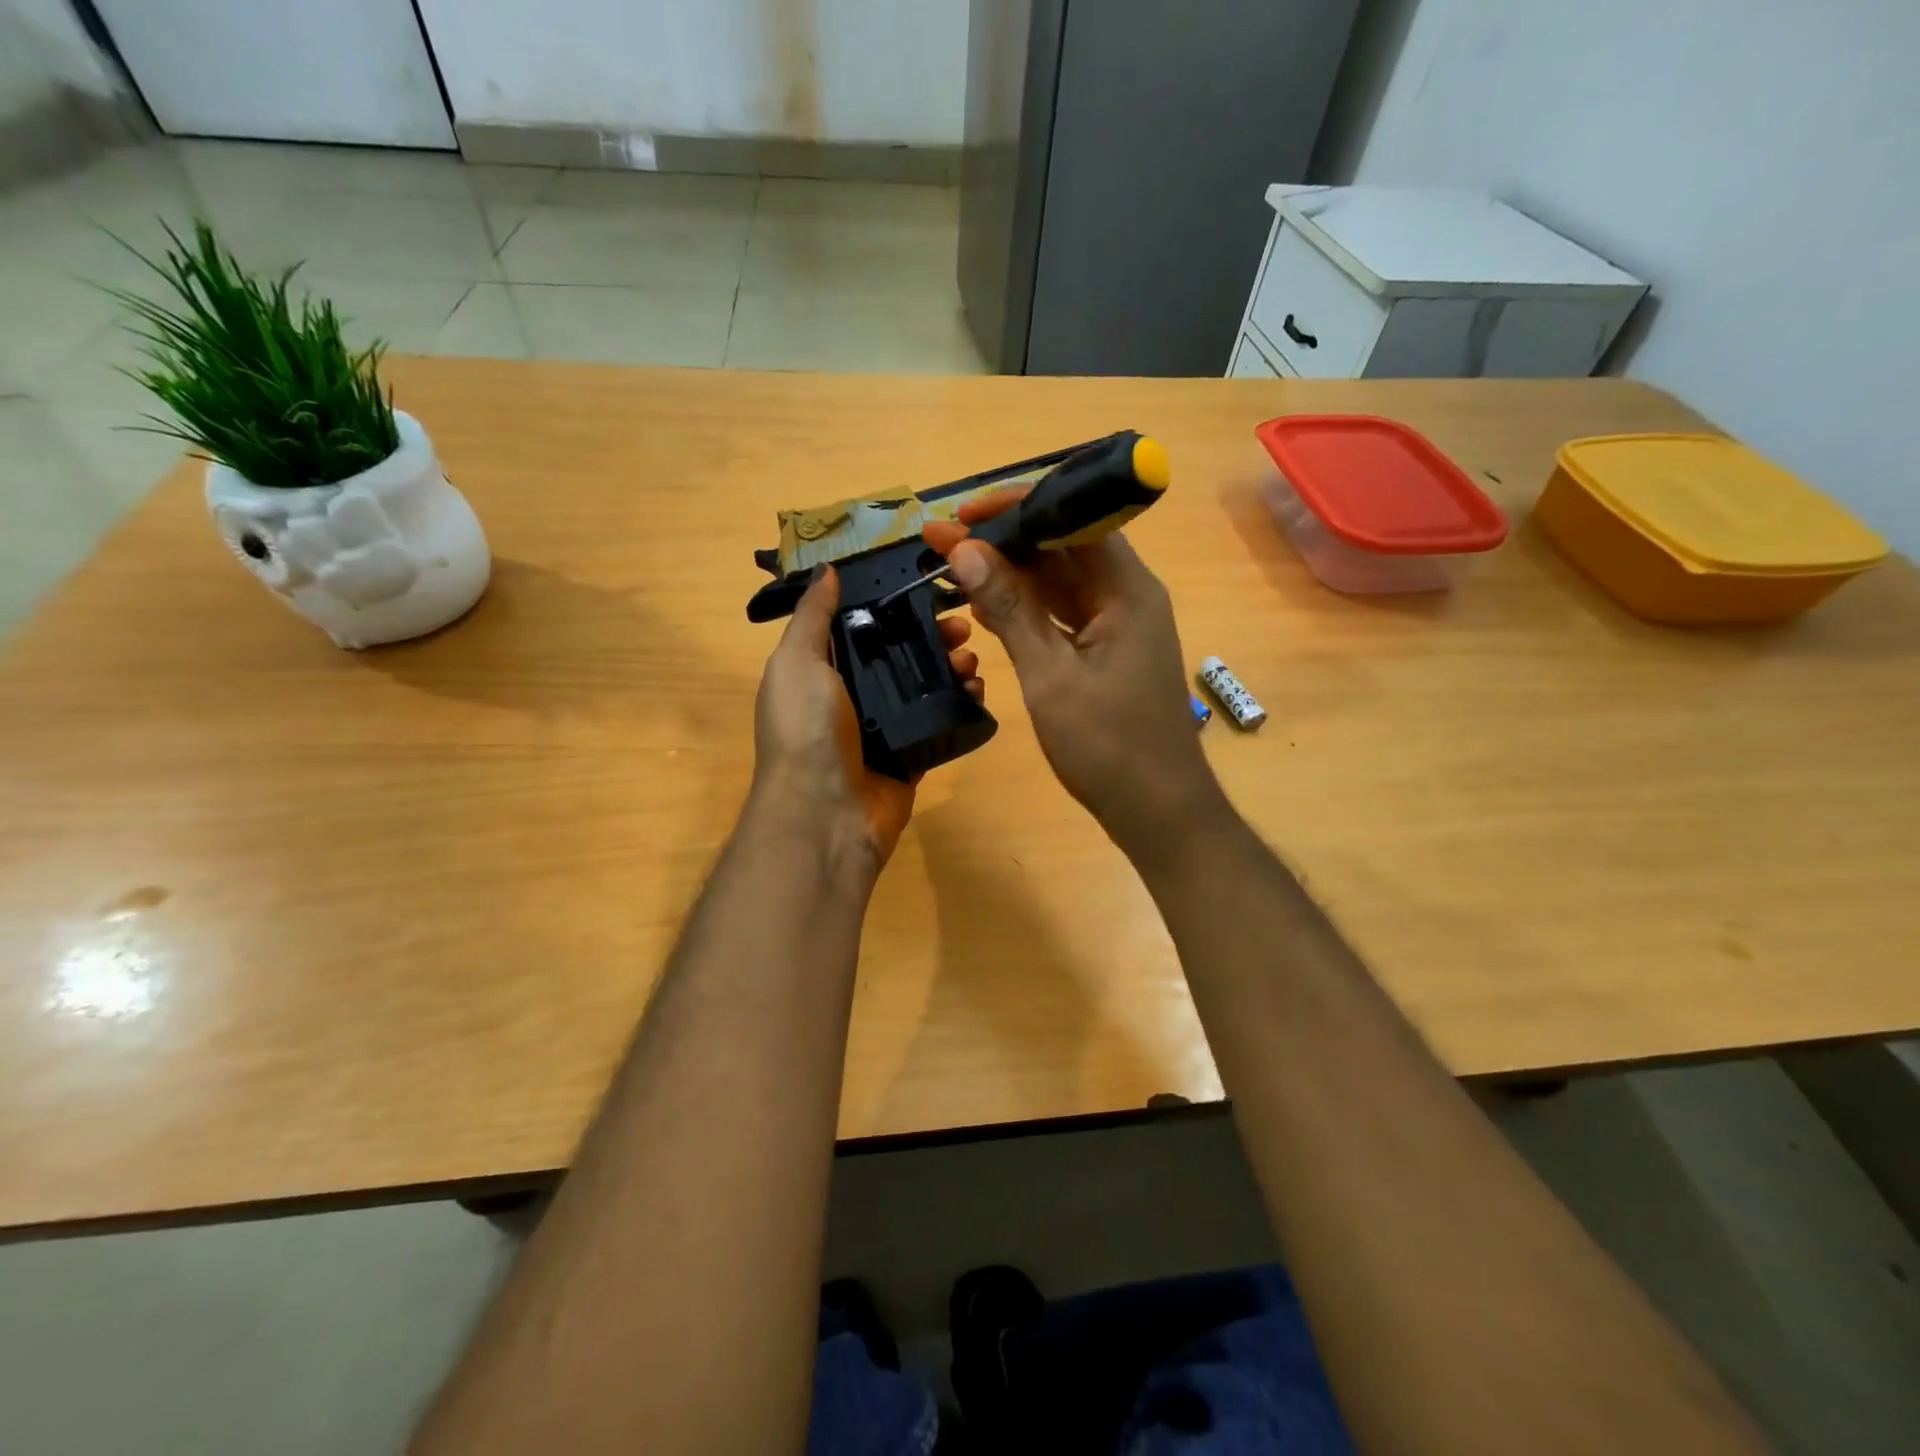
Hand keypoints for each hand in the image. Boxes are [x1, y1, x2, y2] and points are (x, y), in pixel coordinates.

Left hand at [752, 566, 982, 872]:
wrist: (826, 814)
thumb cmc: (806, 730)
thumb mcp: (796, 663)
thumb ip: (811, 617)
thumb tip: (827, 572)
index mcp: (821, 671)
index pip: (862, 627)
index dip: (892, 605)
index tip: (927, 587)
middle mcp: (852, 696)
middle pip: (899, 654)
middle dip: (931, 635)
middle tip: (963, 626)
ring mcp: (884, 728)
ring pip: (924, 686)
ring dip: (951, 667)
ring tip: (972, 660)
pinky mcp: (911, 755)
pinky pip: (940, 722)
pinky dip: (960, 705)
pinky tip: (978, 691)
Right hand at [924, 491, 1227, 857]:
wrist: (1156, 810)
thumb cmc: (1108, 746)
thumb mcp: (1050, 676)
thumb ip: (1010, 611)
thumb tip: (965, 552)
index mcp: (1127, 590)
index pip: (1074, 519)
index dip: (1017, 508)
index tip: (963, 514)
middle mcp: (1127, 596)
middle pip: (1063, 548)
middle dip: (1004, 541)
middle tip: (942, 540)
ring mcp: (1118, 625)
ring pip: (1060, 582)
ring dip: (1010, 575)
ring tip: (953, 566)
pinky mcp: (1107, 652)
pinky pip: (1062, 614)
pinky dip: (1026, 609)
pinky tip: (986, 606)